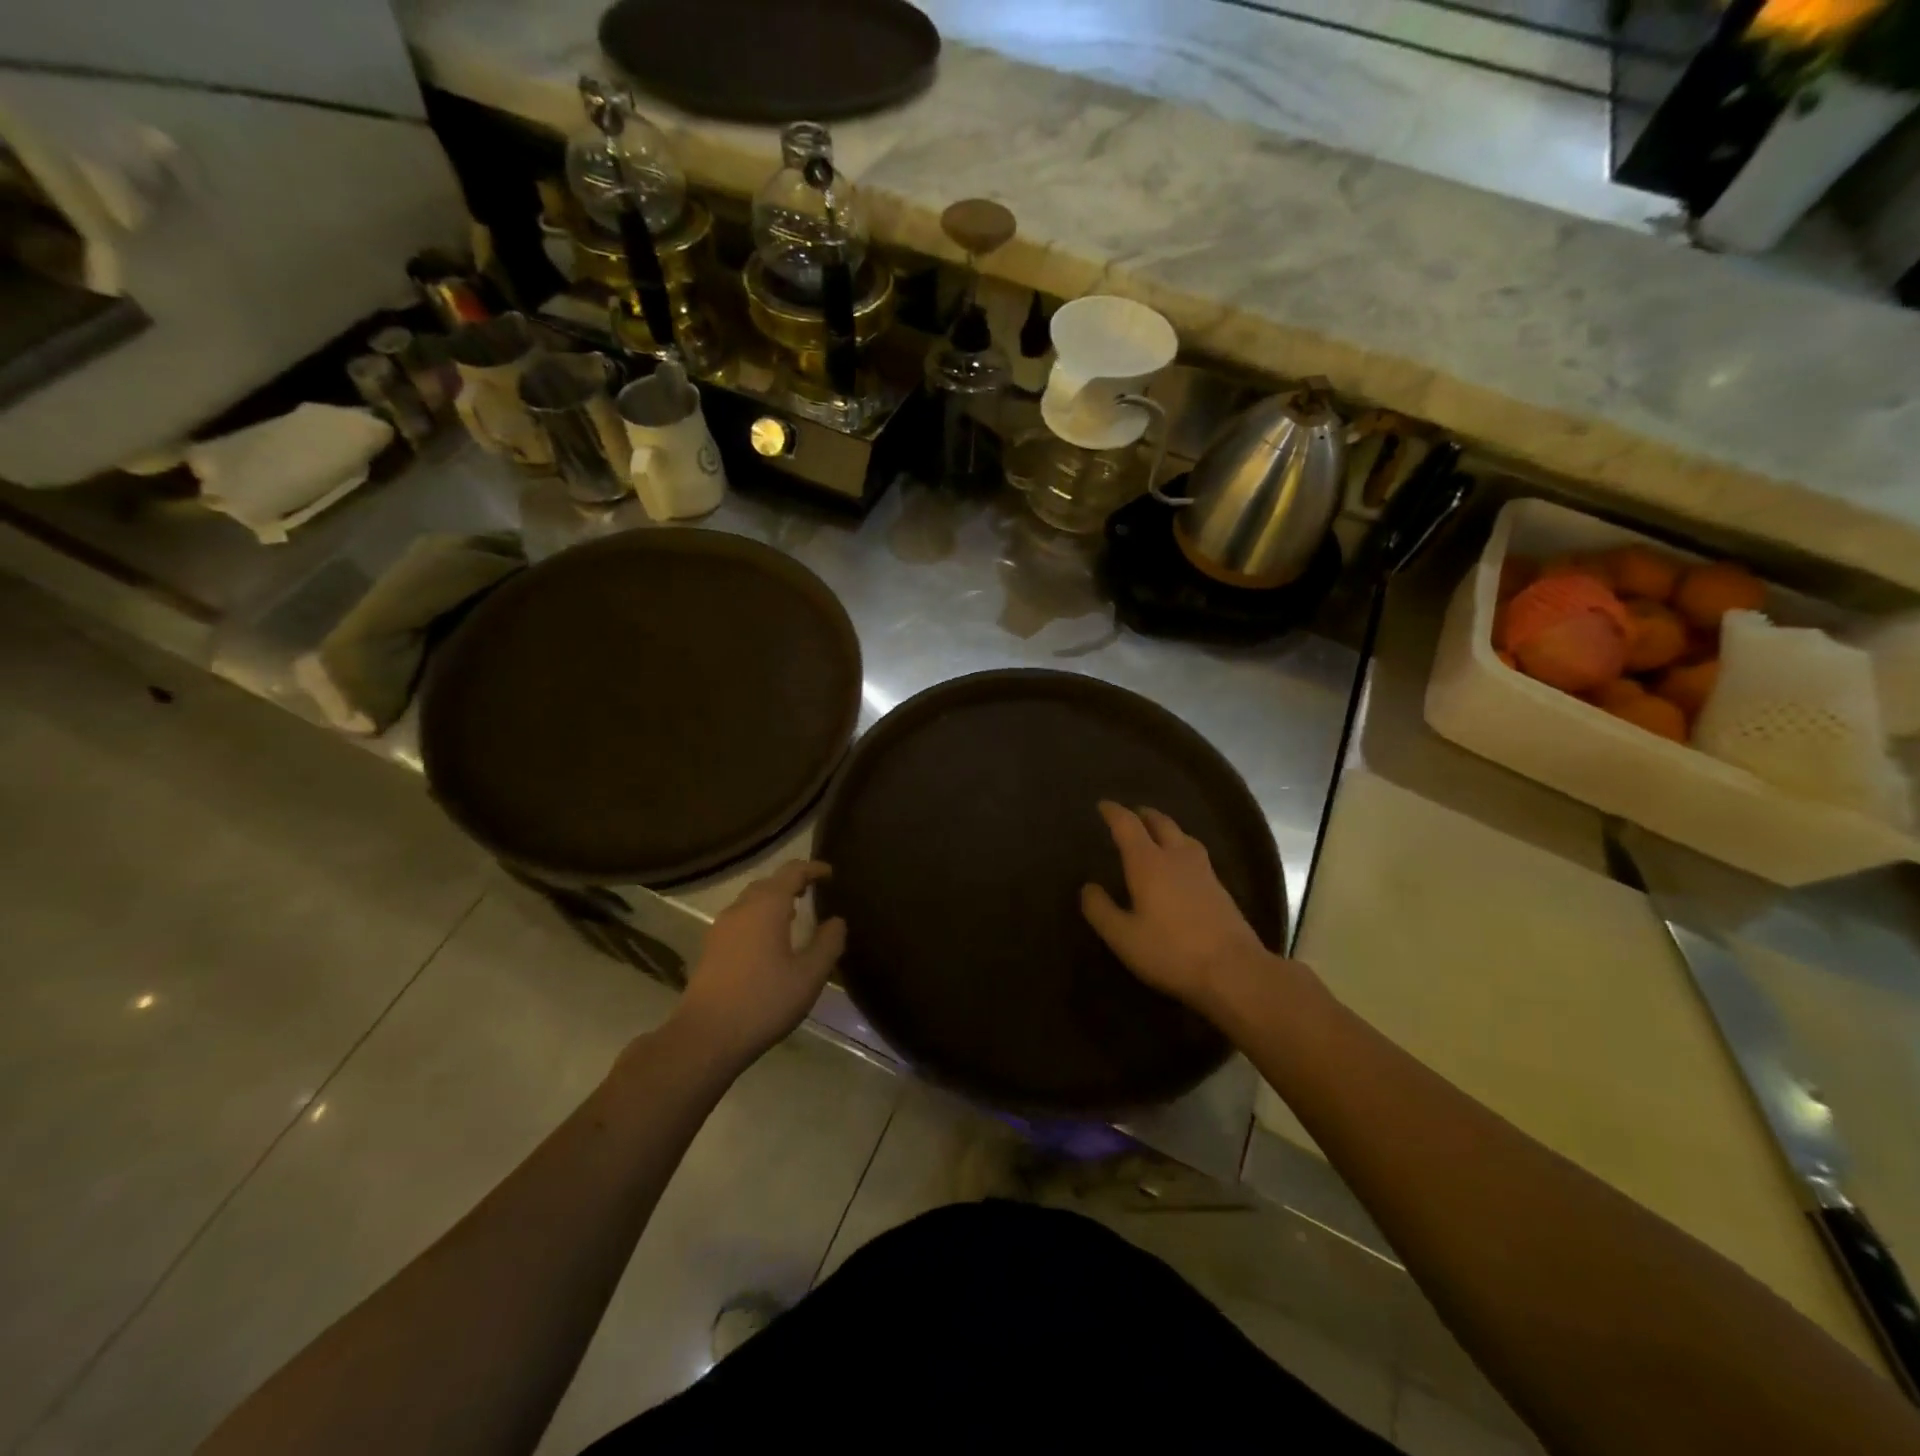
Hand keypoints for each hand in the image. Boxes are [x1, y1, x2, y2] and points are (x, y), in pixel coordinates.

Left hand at [671, 861, 845, 1071]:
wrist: (706, 1037)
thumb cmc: (764, 1001)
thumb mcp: (809, 975)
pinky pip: (741, 919)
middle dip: (792, 882)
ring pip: (751, 901)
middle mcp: (741, 908)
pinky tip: (769, 940)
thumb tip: (837, 921)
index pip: (792, 872)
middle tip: (814, 891)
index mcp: (767, 906)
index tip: (830, 873)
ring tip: (795, 914)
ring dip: (774, 900)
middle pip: (769, 883)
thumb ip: (828, 944)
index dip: (813, 869)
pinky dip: (759, 917)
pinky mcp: (711, 948)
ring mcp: (721, 928)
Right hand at [1081, 801, 1273, 1017]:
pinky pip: (1195, 853)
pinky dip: (1181, 846)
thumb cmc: (1171, 951)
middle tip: (1130, 814)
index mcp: (1148, 863)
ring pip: (1182, 835)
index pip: (1128, 825)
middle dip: (1143, 814)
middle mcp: (1176, 857)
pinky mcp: (1220, 887)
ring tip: (1155, 834)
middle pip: (1160, 823)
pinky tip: (1180, 864)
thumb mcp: (1123, 937)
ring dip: (1165, 828)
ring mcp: (1203, 870)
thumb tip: (1088, 887)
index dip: (1114, 812)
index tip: (1102, 805)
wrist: (1234, 970)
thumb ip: (1101, 910)